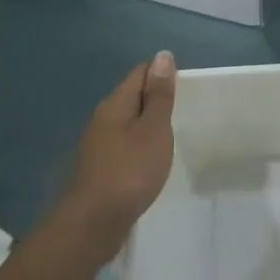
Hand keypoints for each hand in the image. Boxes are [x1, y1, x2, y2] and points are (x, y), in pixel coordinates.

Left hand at [59, 51, 176, 259]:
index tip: (186, 84)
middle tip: (184, 108)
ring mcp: (97, 146)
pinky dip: (139, 146)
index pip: (139, 74)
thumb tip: (162, 56)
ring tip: (171, 134)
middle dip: (155, 98)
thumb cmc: (130, 170)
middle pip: (131, 98)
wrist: (94, 222)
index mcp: (115, 105)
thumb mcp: (153, 129)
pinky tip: (151, 159)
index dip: (162, 73)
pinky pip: (123, 146)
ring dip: (147, 124)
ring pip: (127, 123)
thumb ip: (159, 95)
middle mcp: (102, 120)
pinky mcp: (99, 169)